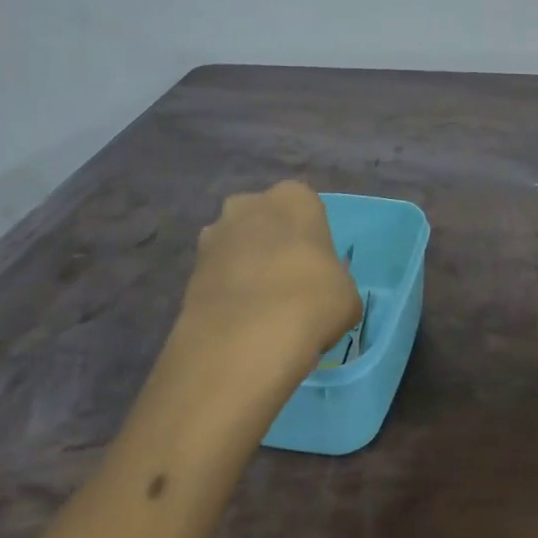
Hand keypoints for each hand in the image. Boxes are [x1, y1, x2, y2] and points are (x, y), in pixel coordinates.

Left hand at [145, 182, 361, 440]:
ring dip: (246, 269)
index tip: (318, 270)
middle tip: (289, 285)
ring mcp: (213, 236)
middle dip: (273, 245)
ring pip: (237, 247)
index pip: (307, 208)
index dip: (312, 240)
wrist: (245, 339)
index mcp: (294, 197)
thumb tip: (322, 295)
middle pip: (265, 221)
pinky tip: (241, 324)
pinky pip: (218, 277)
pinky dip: (227, 294)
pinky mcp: (189, 272)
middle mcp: (249, 204)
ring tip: (262, 311)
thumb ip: (334, 282)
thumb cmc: (312, 300)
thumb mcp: (348, 294)